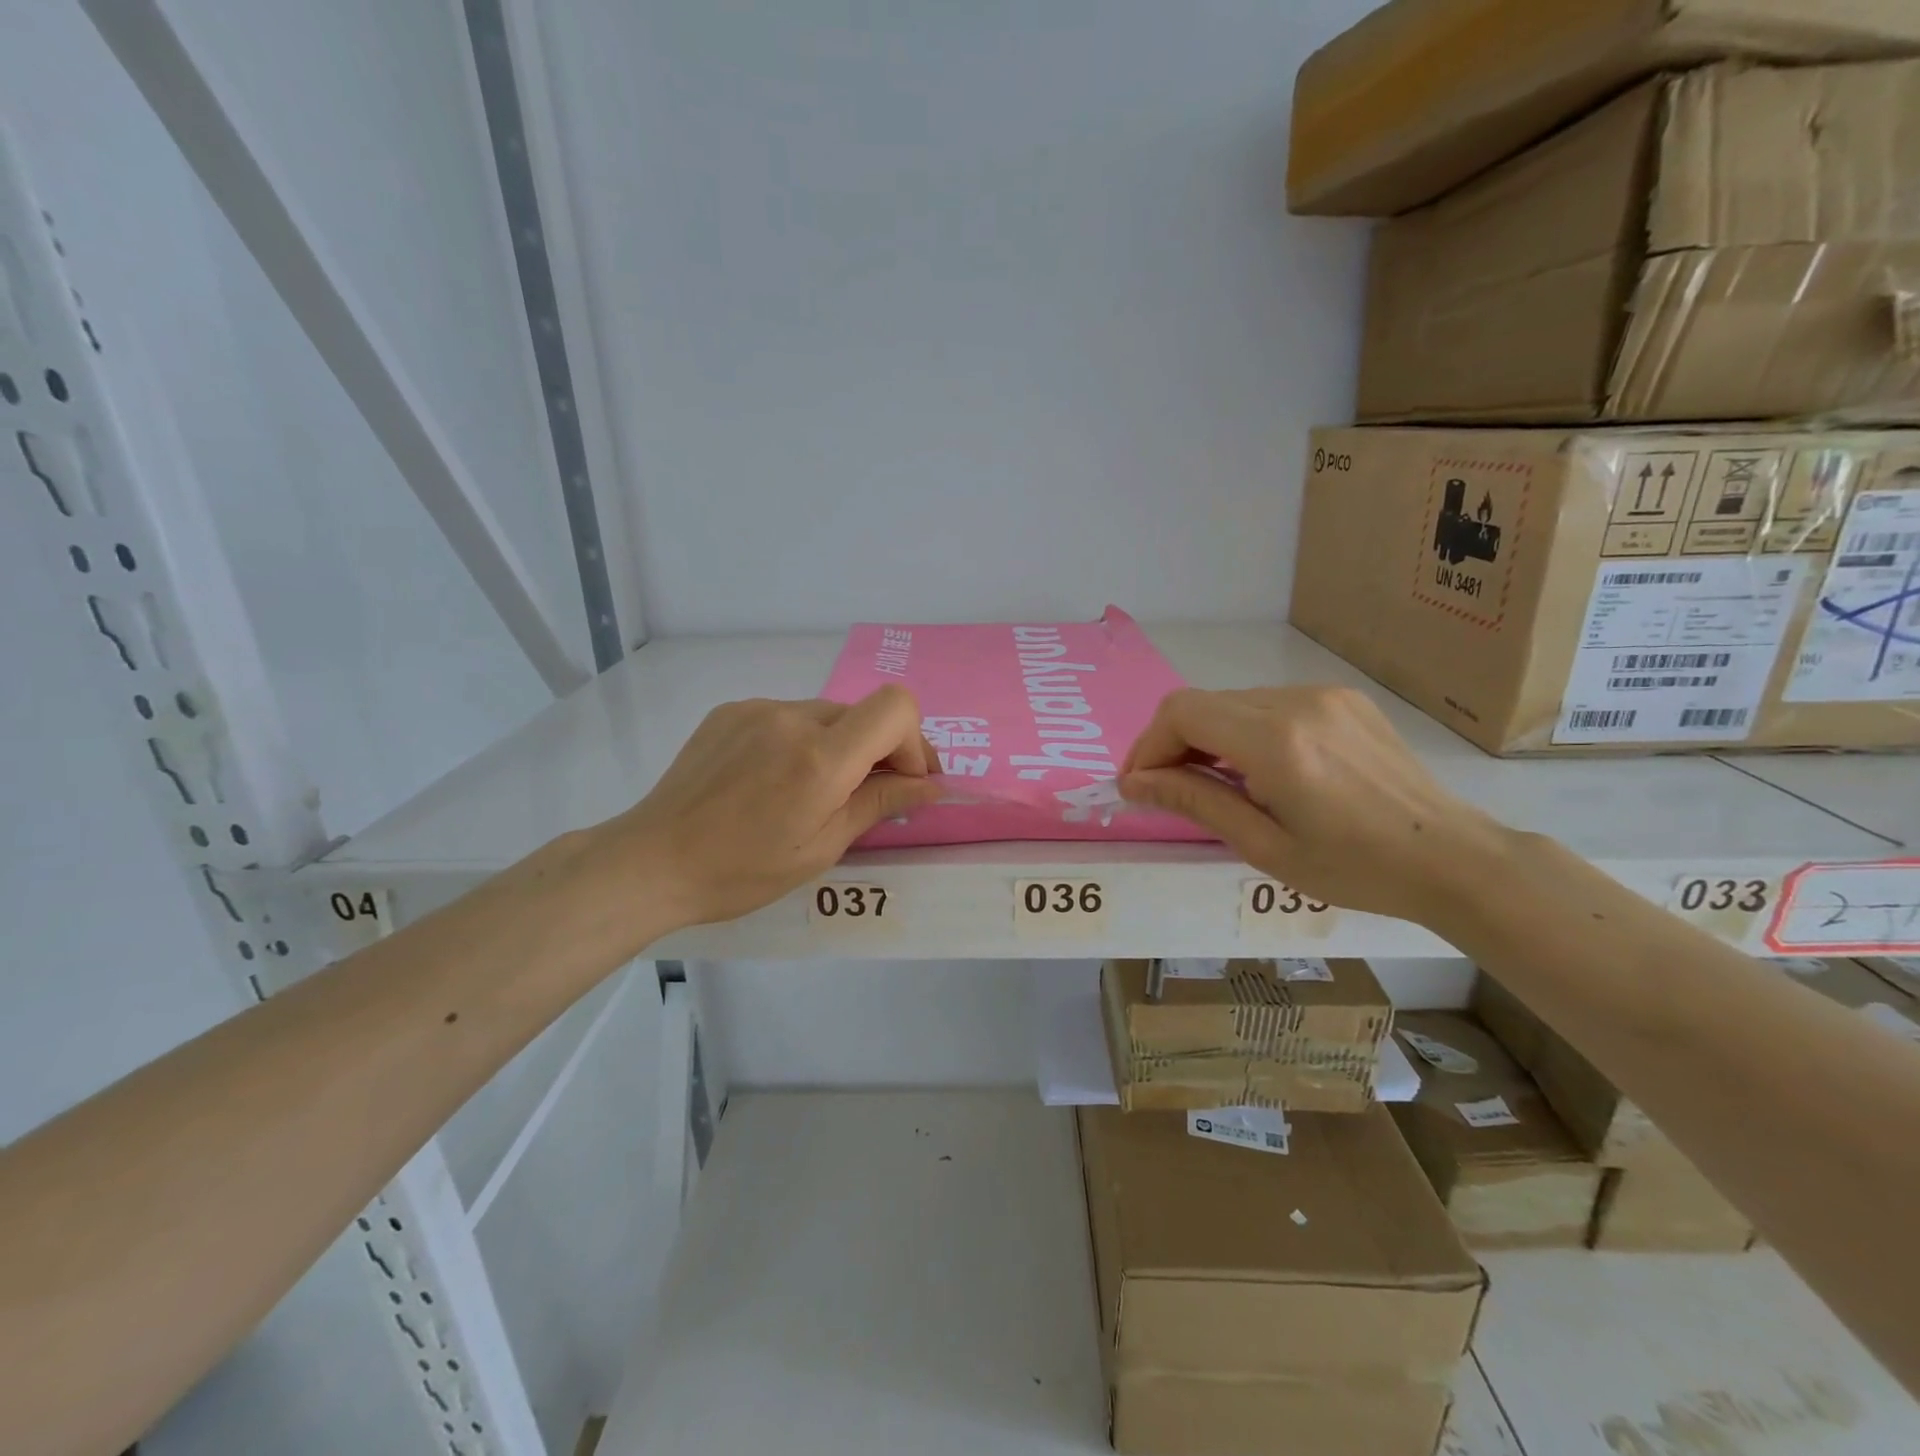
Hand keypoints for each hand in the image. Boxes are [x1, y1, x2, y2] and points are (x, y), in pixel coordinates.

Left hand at [592, 688, 941, 929]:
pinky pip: (787, 716)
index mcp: (820, 758)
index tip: (905, 780)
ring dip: (839, 745)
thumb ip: (880, 803)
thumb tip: (930, 786)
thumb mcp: (823, 847)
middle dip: (881, 750)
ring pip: (826, 715)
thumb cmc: (743, 870)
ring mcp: (757, 709)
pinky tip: (774, 778)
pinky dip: (799, 740)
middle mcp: (792, 718)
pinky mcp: (731, 710)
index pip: (896, 707)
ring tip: (813, 790)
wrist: (653, 860)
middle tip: (875, 792)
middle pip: (864, 713)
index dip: (913, 741)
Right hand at [1119, 686, 1510, 923]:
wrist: (1452, 857)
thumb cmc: (1355, 869)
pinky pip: (1268, 704)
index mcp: (1276, 742)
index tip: (1137, 785)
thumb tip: (1135, 783)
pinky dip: (1243, 731)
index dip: (1147, 745)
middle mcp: (1296, 702)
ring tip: (1213, 784)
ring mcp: (1322, 695)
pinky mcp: (1341, 699)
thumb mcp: (1265, 846)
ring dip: (1206, 737)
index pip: (1181, 713)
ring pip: (1232, 702)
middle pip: (1201, 703)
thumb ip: (1195, 801)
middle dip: (1170, 743)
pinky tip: (1257, 769)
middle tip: (1165, 789)